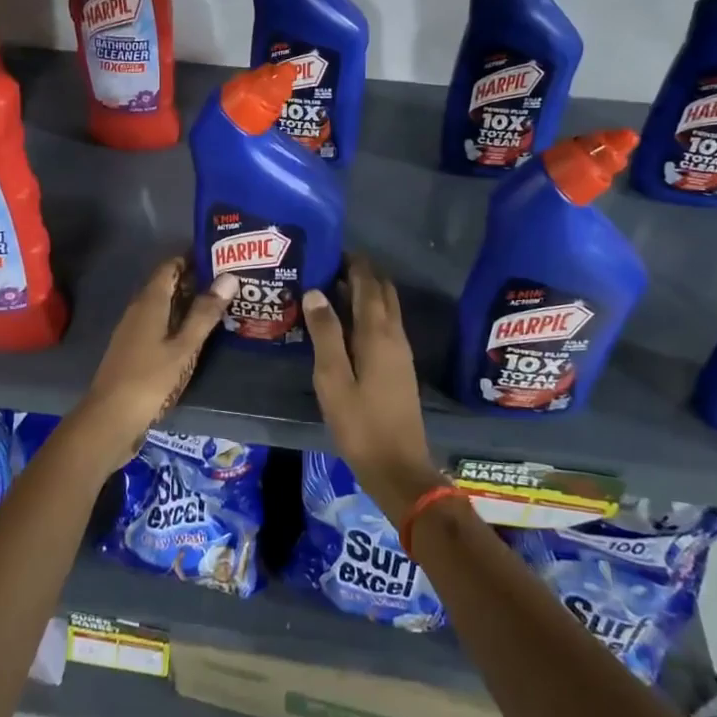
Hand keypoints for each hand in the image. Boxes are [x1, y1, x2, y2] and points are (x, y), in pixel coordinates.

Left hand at [66, 257, 235, 476]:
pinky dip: (177, 322)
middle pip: (167, 285)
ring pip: (162, 306)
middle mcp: (138, 310)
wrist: (109, 420)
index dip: (193, 258)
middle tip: (228, 282)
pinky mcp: (132, 350)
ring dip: (187, 303)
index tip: (220, 258)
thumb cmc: (150, 380)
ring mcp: (132, 331)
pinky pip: (158, 324)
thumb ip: (205, 313)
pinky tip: (195, 335)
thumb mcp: (185, 347)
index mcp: (149, 302)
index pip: (170, 267)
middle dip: (194, 281)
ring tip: (219, 306)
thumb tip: (229, 276)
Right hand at [302, 256, 444, 524]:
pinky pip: (385, 324)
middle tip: (329, 266)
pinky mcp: (399, 366)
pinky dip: (368, 312)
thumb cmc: (361, 423)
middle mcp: (395, 334)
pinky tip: (346, 324)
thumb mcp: (332, 379)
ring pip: (386, 307)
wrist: (399, 467)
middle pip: (382, 291)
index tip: (331, 250)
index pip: (368, 283)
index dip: (353, 263)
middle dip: (361, 273)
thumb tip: (316, 291)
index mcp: (378, 333)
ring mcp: (401, 351)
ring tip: (333, 289)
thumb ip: (325, 333)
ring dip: (366, 292)